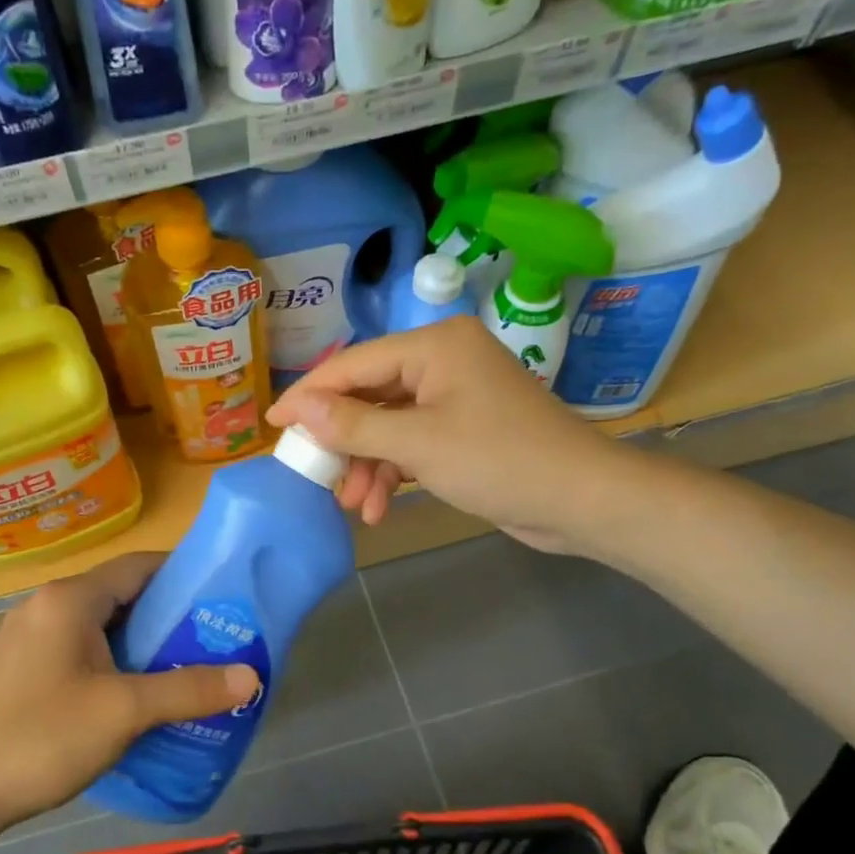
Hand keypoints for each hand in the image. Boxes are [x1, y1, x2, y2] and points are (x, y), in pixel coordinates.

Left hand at [0, 554, 260, 831]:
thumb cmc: (43, 739)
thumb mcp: (125, 712)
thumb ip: (189, 690)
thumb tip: (251, 676)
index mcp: (69, 600)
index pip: (138, 565)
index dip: (182, 574)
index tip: (221, 596)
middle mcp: (44, 606)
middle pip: (119, 595)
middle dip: (166, 615)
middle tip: (210, 639)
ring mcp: (25, 637)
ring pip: (96, 625)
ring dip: (137, 641)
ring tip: (180, 667)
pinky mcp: (16, 668)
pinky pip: (74, 649)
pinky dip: (108, 660)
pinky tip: (128, 695)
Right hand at [267, 316, 630, 555]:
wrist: (581, 500)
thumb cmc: (499, 460)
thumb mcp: (417, 443)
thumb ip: (353, 424)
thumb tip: (298, 409)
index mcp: (434, 345)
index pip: (354, 364)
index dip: (310, 395)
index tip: (274, 425)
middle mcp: (443, 361)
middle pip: (370, 395)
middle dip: (343, 441)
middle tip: (313, 474)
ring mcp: (456, 396)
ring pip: (389, 424)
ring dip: (368, 465)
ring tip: (353, 505)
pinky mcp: (464, 429)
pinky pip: (413, 442)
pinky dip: (395, 472)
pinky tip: (380, 508)